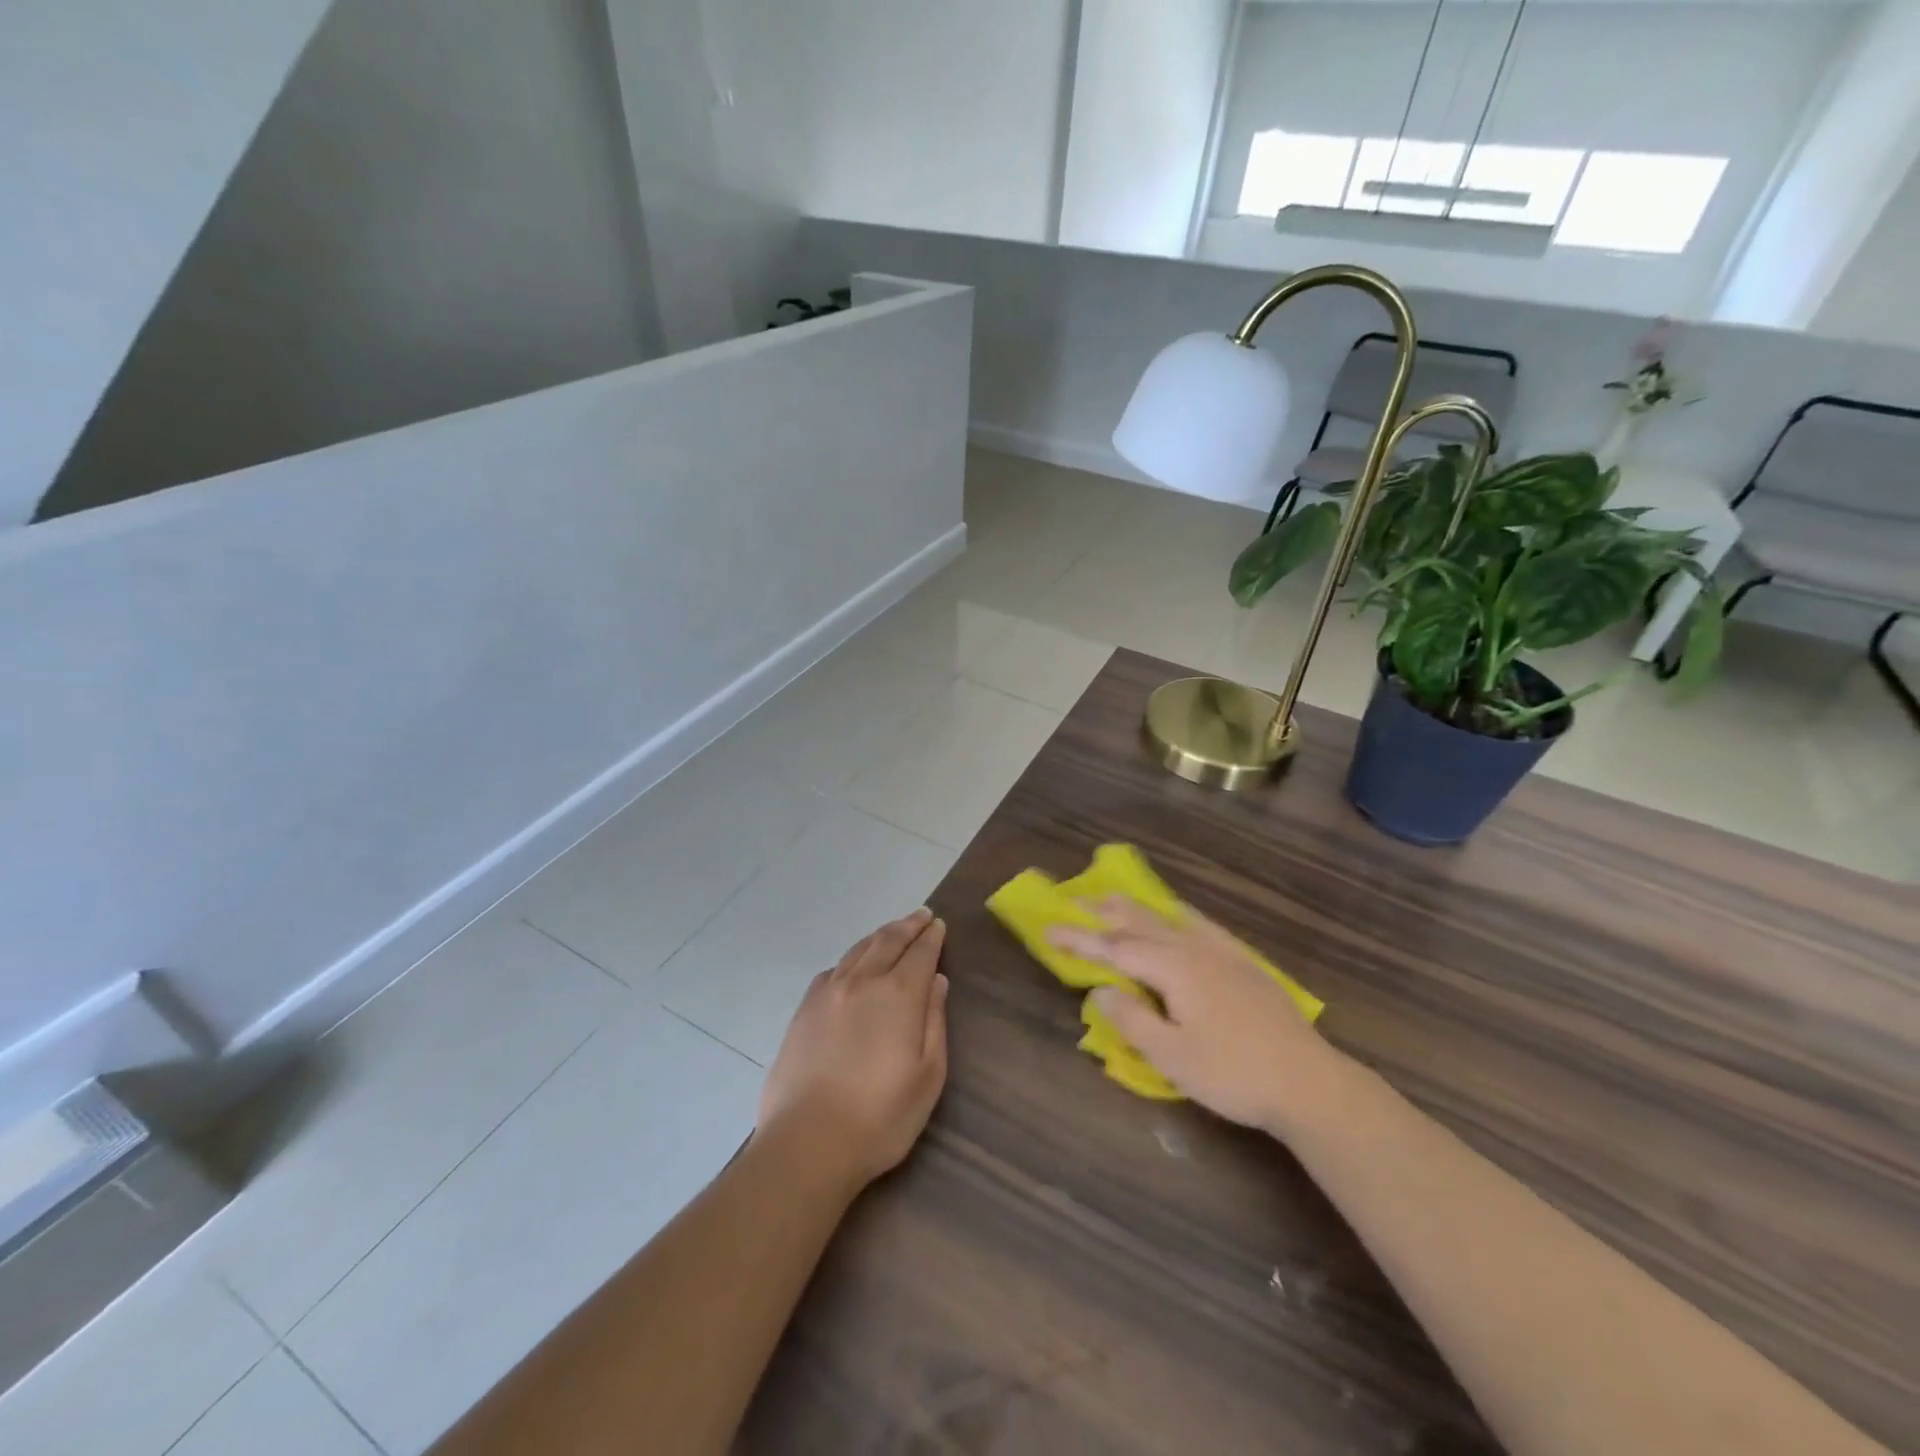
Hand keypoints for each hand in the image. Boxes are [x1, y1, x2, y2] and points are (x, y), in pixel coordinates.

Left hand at [758, 908, 949, 1189]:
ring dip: (878, 936)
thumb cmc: (880, 1117)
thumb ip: (934, 1021)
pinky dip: (849, 960)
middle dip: (907, 926)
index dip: (931, 937)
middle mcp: (862, 982)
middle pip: (887, 941)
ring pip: (857, 951)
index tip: (938, 924)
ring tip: (891, 931)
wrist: (808, 1142)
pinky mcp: (803, 1011)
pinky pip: (831, 970)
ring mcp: (828, 993)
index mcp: (898, 995)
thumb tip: (937, 980)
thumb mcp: (927, 1075)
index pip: (920, 953)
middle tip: (920, 916)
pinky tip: (851, 967)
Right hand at [1049, 897, 1352, 1135]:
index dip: (1080, 939)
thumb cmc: (1233, 1074)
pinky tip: (1178, 918)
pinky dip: (1175, 915)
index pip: (1115, 948)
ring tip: (1115, 899)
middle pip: (1141, 922)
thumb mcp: (1172, 1056)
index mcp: (1174, 968)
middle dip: (1105, 912)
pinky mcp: (1244, 964)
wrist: (1309, 1082)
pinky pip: (1199, 925)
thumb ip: (1132, 1020)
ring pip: (1170, 919)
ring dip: (1137, 909)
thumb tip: (1101, 990)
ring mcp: (1223, 953)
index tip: (1048, 929)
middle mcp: (1196, 949)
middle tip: (1074, 900)